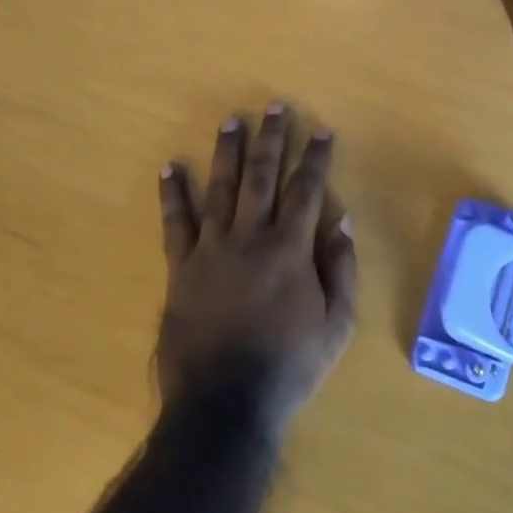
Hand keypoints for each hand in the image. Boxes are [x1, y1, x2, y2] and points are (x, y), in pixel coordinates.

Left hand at [156, 104, 357, 436]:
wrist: (224, 406)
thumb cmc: (289, 367)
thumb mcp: (336, 327)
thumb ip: (341, 270)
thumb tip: (341, 221)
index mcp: (290, 250)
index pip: (307, 190)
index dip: (315, 157)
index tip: (321, 129)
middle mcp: (250, 238)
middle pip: (262, 176)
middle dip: (271, 138)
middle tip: (274, 106)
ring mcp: (211, 250)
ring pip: (220, 188)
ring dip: (227, 151)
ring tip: (231, 119)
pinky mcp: (181, 268)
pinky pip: (175, 224)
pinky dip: (172, 194)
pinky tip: (170, 167)